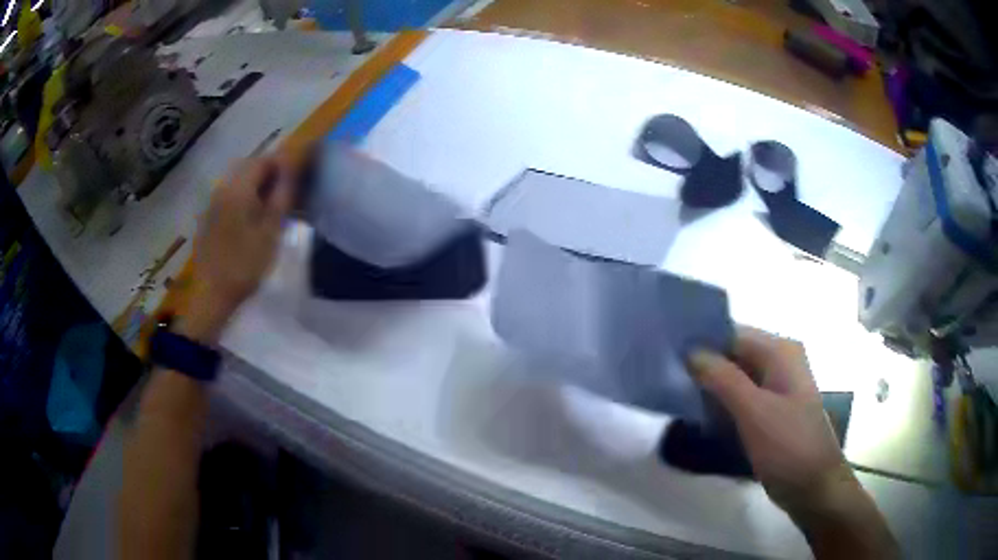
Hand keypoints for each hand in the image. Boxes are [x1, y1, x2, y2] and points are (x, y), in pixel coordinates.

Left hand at [185, 155, 296, 337]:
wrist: (213, 294)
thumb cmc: (246, 263)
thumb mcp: (271, 231)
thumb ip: (282, 195)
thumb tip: (291, 168)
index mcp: (238, 189)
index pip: (263, 160)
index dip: (282, 164)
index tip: (296, 180)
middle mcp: (222, 188)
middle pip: (248, 167)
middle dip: (268, 174)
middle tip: (284, 194)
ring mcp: (212, 204)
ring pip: (237, 182)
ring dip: (254, 187)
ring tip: (268, 209)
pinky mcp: (207, 218)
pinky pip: (227, 197)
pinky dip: (241, 199)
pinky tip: (248, 222)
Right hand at [690, 327, 898, 557]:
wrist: (813, 487)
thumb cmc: (788, 446)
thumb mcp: (754, 411)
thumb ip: (723, 379)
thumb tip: (691, 351)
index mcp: (780, 353)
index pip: (733, 333)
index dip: (702, 341)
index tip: (667, 353)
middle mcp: (779, 364)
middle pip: (734, 355)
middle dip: (703, 365)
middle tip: (665, 377)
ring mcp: (776, 390)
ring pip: (735, 379)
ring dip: (709, 386)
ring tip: (674, 395)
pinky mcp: (770, 413)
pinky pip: (740, 400)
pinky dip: (721, 404)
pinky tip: (698, 415)